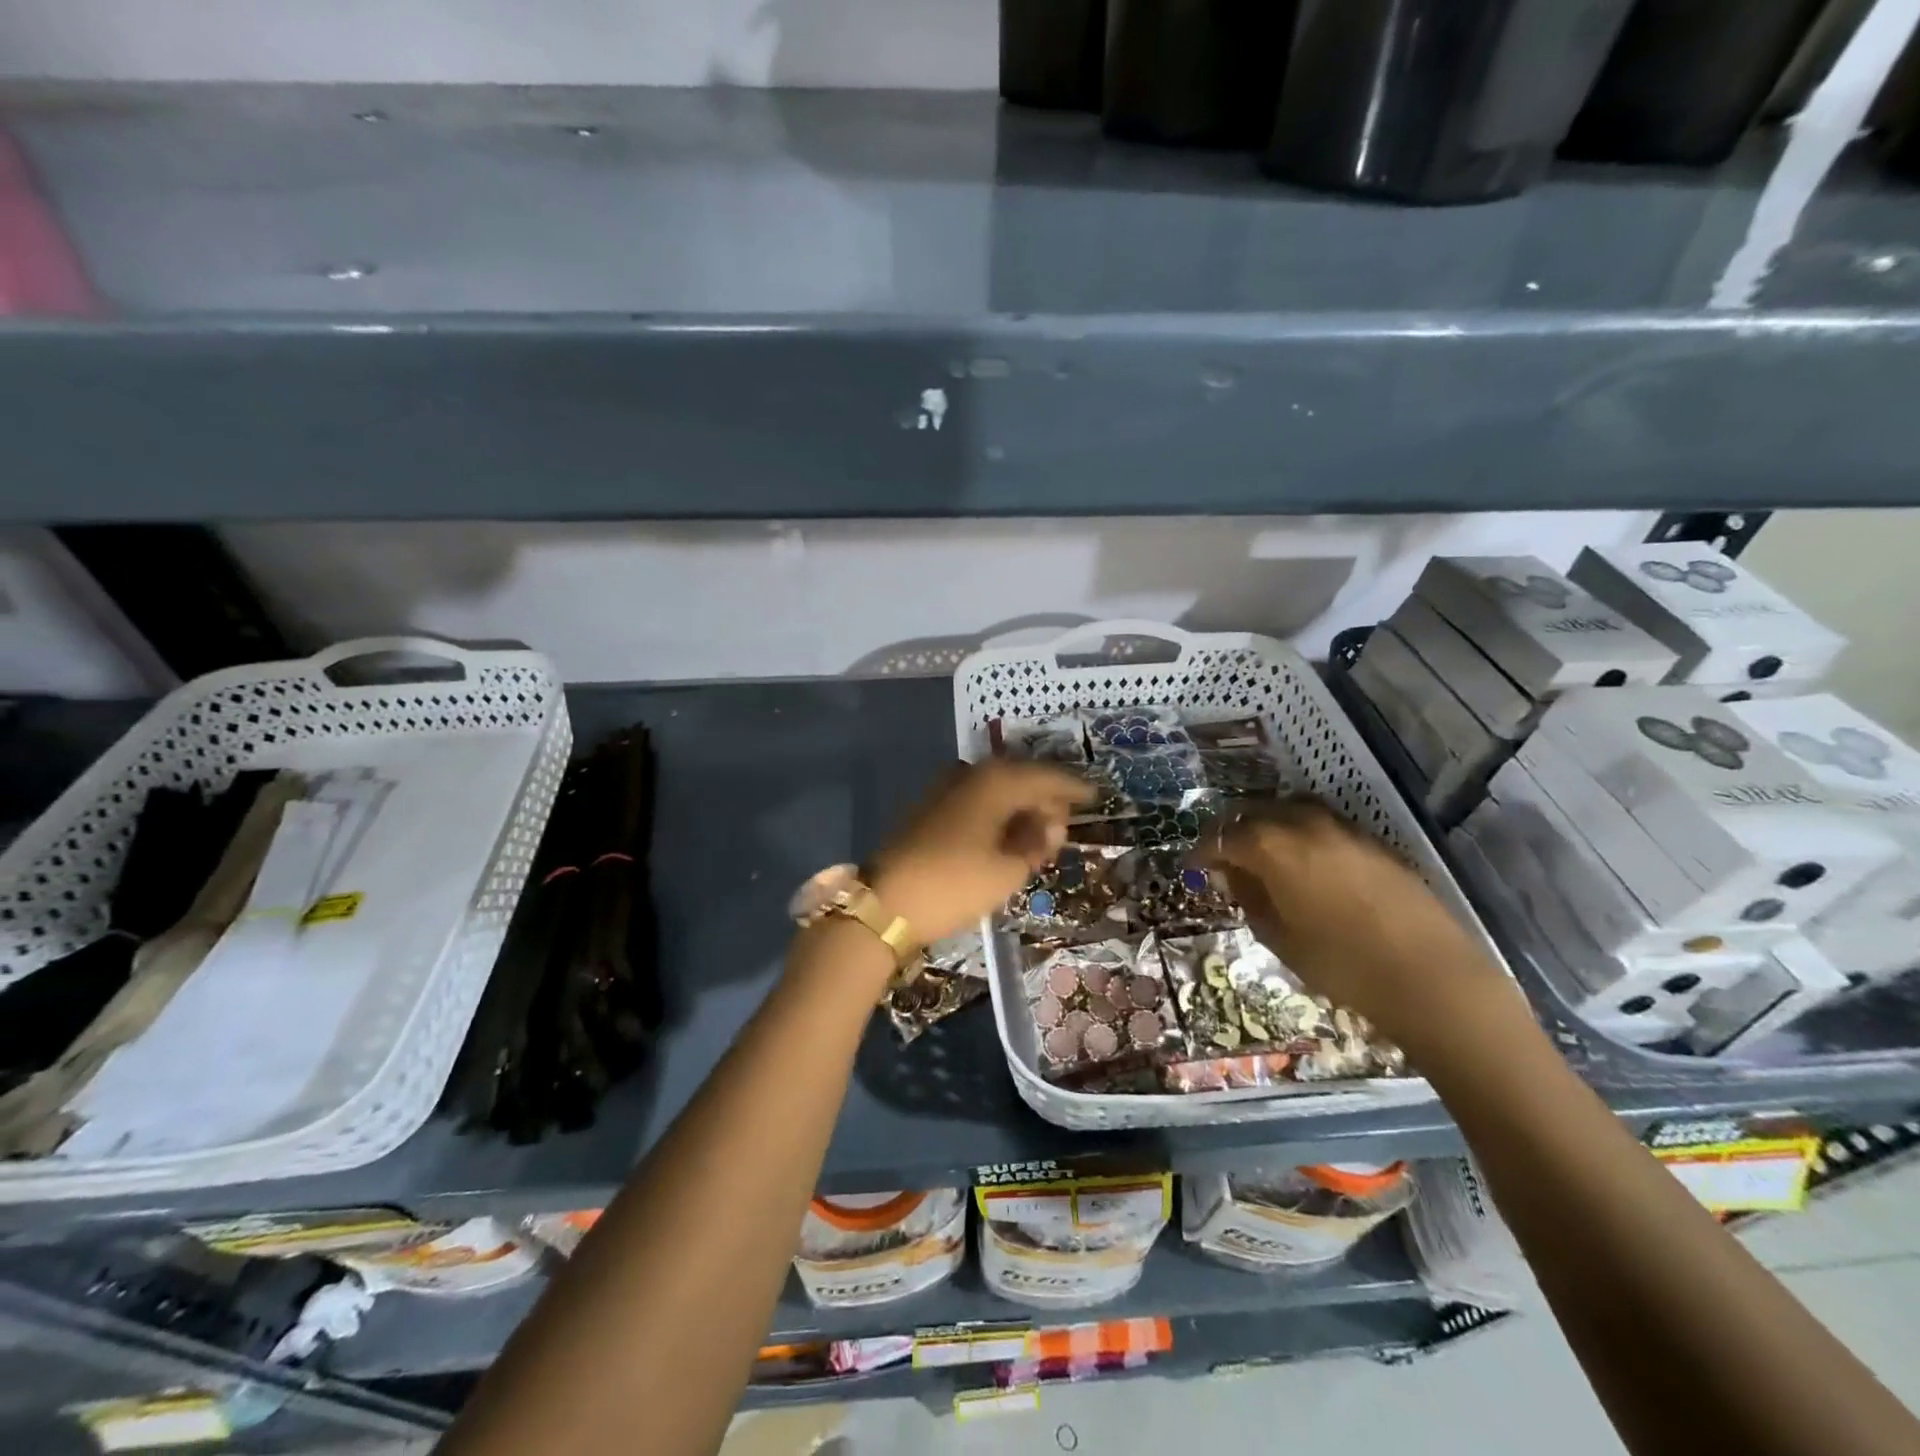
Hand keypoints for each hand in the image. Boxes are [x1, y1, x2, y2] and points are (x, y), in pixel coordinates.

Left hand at [869, 760, 1092, 944]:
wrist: (885, 903)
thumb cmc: (954, 884)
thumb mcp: (1008, 870)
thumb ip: (1037, 842)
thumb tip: (1051, 823)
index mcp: (996, 782)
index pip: (1046, 777)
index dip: (1073, 788)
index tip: (1096, 796)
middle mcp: (971, 775)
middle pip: (1021, 779)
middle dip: (1046, 800)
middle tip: (1065, 828)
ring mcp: (947, 789)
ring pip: (998, 791)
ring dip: (1021, 809)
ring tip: (1040, 838)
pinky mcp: (931, 808)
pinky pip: (978, 802)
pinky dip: (998, 816)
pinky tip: (1007, 838)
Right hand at [1193, 799, 1510, 1053]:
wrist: (1432, 978)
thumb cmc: (1342, 964)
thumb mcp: (1280, 937)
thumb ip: (1249, 898)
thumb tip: (1230, 876)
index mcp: (1273, 846)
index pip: (1222, 836)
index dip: (1201, 851)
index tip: (1191, 867)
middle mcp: (1304, 824)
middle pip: (1254, 813)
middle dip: (1232, 832)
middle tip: (1222, 859)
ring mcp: (1343, 829)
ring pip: (1290, 811)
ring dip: (1268, 827)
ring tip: (1261, 856)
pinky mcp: (1373, 842)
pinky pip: (1322, 824)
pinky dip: (1301, 834)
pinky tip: (1303, 864)